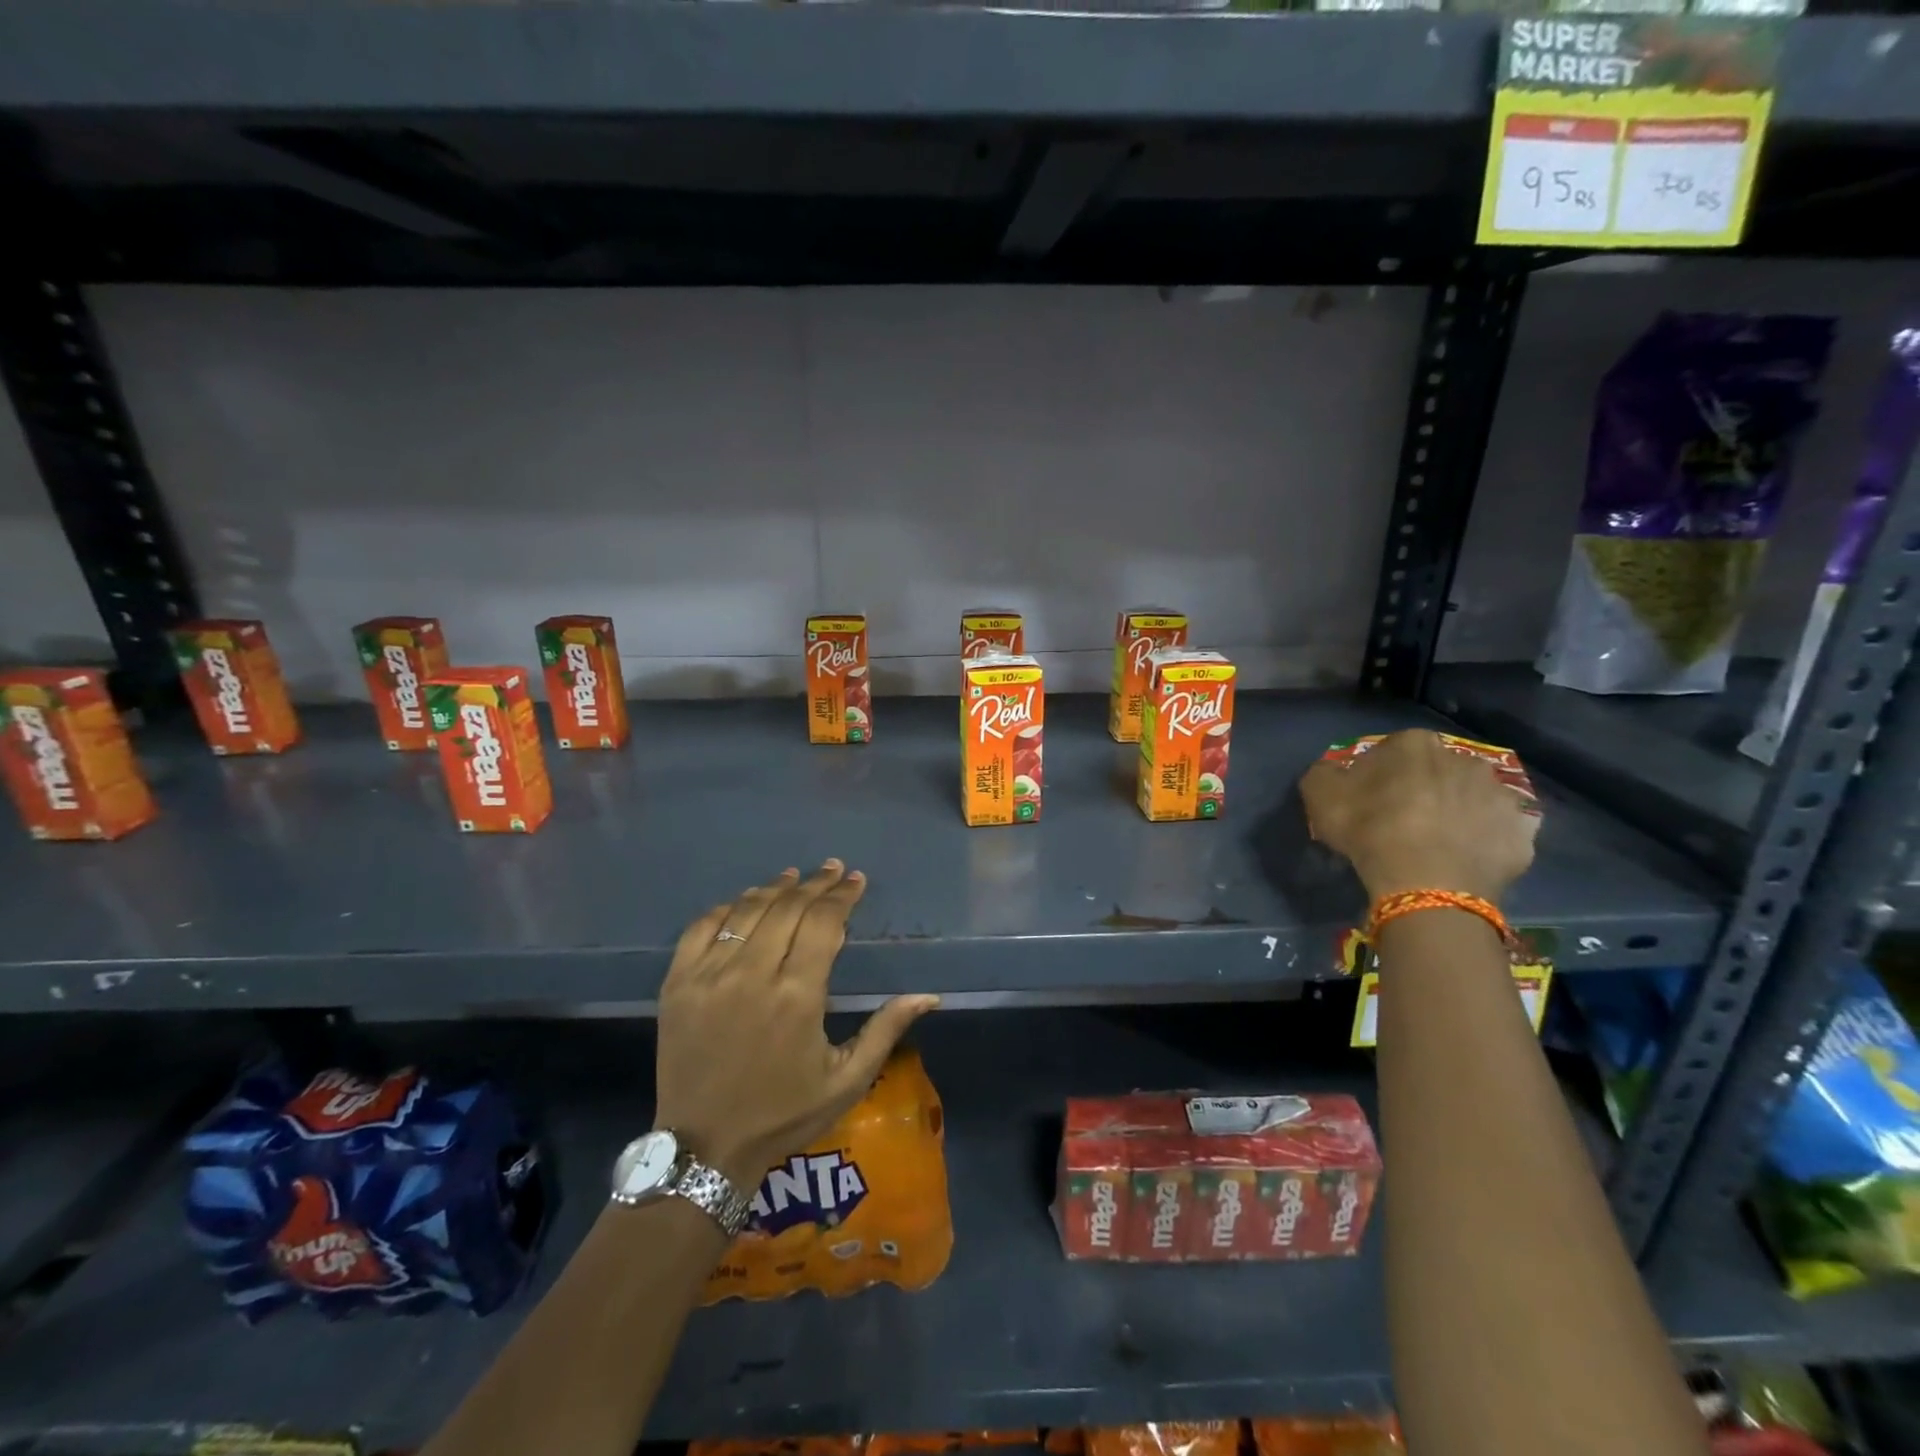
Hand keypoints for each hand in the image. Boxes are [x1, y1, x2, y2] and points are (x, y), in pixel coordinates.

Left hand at [654, 860, 939, 1191]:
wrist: (704, 1150)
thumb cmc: (783, 1114)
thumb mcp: (846, 1080)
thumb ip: (886, 1030)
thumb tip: (928, 995)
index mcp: (798, 996)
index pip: (824, 922)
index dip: (842, 895)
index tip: (855, 880)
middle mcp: (752, 974)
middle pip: (788, 907)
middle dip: (815, 883)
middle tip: (833, 870)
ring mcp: (709, 976)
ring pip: (747, 910)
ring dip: (775, 888)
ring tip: (795, 876)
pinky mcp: (677, 984)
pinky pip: (702, 928)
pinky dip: (727, 907)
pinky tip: (744, 901)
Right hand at [1299, 730, 1537, 904]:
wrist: (1426, 883)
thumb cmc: (1369, 829)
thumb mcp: (1319, 794)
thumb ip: (1325, 773)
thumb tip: (1336, 773)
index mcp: (1416, 744)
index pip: (1393, 750)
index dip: (1378, 774)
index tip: (1367, 798)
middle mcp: (1464, 759)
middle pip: (1437, 770)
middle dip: (1423, 787)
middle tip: (1403, 819)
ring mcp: (1499, 794)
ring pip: (1472, 797)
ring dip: (1458, 810)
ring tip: (1438, 841)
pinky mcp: (1523, 831)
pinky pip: (1500, 830)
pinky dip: (1486, 839)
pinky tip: (1465, 856)